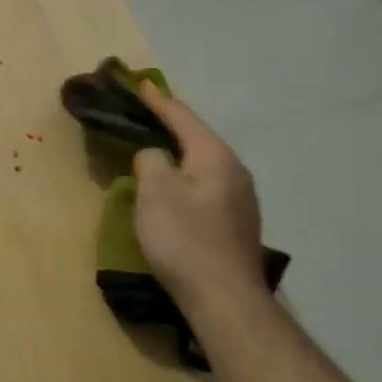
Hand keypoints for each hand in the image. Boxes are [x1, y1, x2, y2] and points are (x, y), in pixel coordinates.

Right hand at [131, 82, 267, 309]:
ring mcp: (240, 199)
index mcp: (215, 157)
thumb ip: (150, 161)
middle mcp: (234, 171)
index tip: (141, 84)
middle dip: (171, 126)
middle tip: (145, 114)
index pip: (183, 118)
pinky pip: (205, 185)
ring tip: (155, 149)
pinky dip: (185, 177)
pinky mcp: (235, 223)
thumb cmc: (184, 238)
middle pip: (197, 139)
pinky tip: (173, 188)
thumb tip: (154, 156)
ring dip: (178, 154)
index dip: (159, 101)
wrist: (224, 297)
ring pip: (202, 164)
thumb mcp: (154, 191)